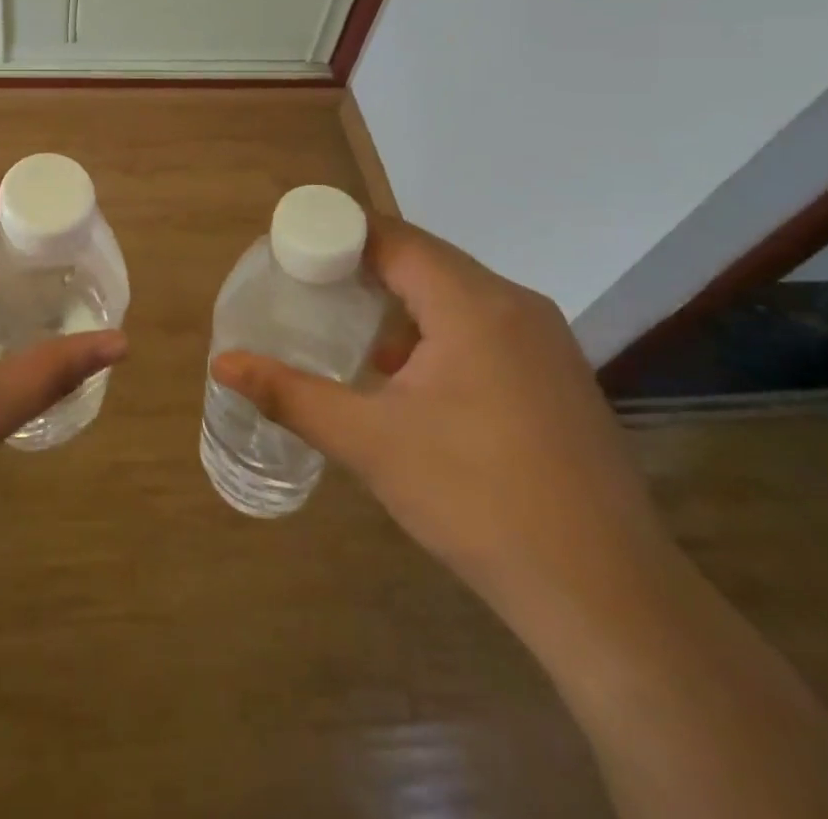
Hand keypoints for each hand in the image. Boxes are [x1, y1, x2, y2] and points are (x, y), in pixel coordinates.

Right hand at [211, 218, 671, 631]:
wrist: (604, 595)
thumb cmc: (475, 500)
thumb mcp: (370, 443)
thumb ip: (291, 395)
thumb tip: (222, 363)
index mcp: (472, 303)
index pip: (393, 237)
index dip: (338, 232)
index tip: (290, 245)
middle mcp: (514, 304)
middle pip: (424, 259)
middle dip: (362, 265)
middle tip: (307, 285)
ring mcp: (545, 340)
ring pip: (456, 293)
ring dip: (402, 300)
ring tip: (348, 325)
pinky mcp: (558, 375)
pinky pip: (484, 325)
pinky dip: (437, 330)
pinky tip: (409, 375)